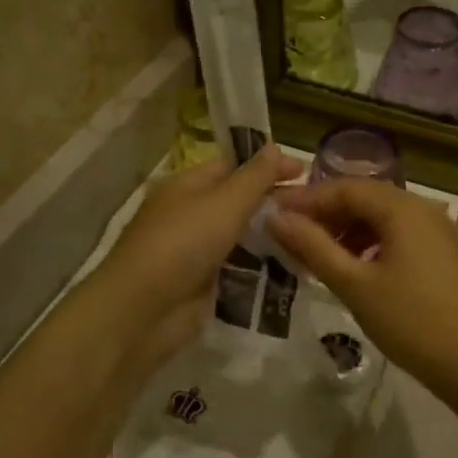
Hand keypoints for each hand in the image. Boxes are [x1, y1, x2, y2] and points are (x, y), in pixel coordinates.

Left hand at [91, 145, 298, 372]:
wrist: (142, 312)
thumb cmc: (182, 244)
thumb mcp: (225, 203)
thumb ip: (255, 177)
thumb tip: (274, 145)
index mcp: (187, 184)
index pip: (233, 165)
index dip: (268, 166)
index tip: (306, 173)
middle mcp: (189, 213)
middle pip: (238, 201)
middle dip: (273, 203)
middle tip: (315, 211)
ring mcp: (195, 250)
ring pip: (240, 236)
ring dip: (271, 237)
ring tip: (313, 239)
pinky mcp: (202, 284)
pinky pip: (238, 268)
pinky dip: (262, 267)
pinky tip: (293, 269)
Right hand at [269, 179, 457, 392]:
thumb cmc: (409, 320)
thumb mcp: (353, 284)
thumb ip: (312, 246)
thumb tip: (275, 218)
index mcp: (401, 207)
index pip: (344, 189)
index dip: (305, 200)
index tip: (271, 214)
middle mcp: (421, 207)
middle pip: (363, 197)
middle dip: (324, 213)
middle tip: (288, 234)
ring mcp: (434, 229)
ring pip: (379, 216)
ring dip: (345, 229)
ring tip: (315, 254)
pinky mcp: (440, 251)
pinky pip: (395, 233)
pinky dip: (367, 242)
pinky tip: (350, 266)